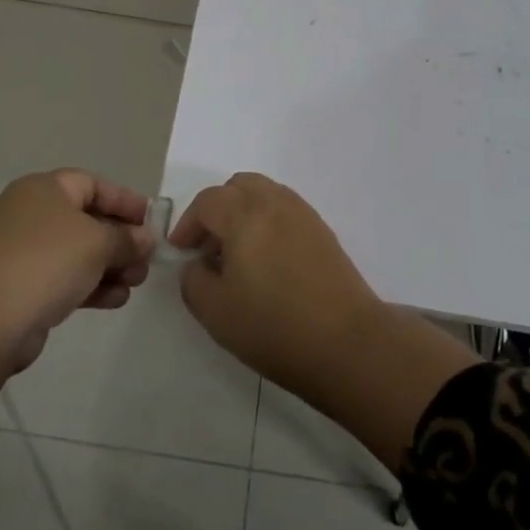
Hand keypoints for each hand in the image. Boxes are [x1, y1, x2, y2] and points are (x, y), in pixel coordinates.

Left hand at [0, 170, 155, 415]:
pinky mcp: (21, 284)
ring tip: (136, 283)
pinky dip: (90, 284)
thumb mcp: (97, 244)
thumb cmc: (47, 262)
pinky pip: (64, 276)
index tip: (152, 220)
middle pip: (87, 219)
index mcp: (44, 189)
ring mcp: (23, 250)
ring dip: (110, 265)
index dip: (125, 201)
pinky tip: (116, 300)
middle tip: (147, 259)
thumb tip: (145, 239)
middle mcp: (31, 213)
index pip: (93, 184)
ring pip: (77, 251)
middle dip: (121, 239)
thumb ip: (127, 238)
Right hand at [170, 172, 383, 393]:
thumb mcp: (216, 312)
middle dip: (216, 210)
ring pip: (264, 194)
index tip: (182, 253)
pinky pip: (285, 210)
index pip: (207, 201)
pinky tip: (267, 262)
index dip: (188, 224)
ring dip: (243, 213)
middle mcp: (275, 202)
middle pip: (238, 186)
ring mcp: (303, 214)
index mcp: (245, 214)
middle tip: (208, 247)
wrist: (348, 343)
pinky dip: (267, 222)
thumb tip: (197, 264)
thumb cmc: (274, 327)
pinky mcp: (323, 231)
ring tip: (238, 255)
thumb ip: (193, 280)